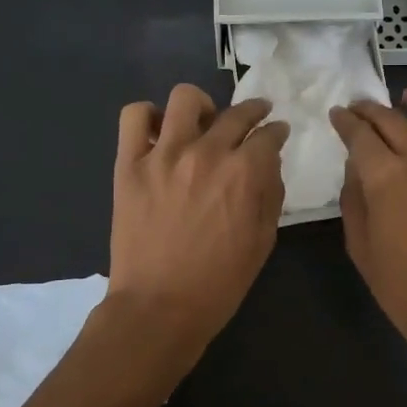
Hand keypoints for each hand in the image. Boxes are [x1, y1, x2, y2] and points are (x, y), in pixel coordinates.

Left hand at [108, 85, 289, 357]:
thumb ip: (270, 194)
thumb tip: (268, 163)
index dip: (277, 131)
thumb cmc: (220, 282)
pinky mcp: (130, 164)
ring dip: (201, 106)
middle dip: (253, 112)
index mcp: (244, 172)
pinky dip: (148, 116)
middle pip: (236, 113)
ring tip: (202, 122)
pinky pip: (134, 117)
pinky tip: (159, 133)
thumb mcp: (263, 241)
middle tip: (253, 119)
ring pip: (185, 98)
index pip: (268, 134)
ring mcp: (164, 154)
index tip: (277, 133)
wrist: (159, 307)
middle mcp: (207, 152)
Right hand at [329, 83, 406, 382]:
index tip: (338, 115)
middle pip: (391, 117)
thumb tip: (356, 169)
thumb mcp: (360, 247)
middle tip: (361, 110)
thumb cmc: (405, 288)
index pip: (358, 134)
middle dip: (370, 108)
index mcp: (386, 177)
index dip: (345, 121)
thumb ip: (354, 200)